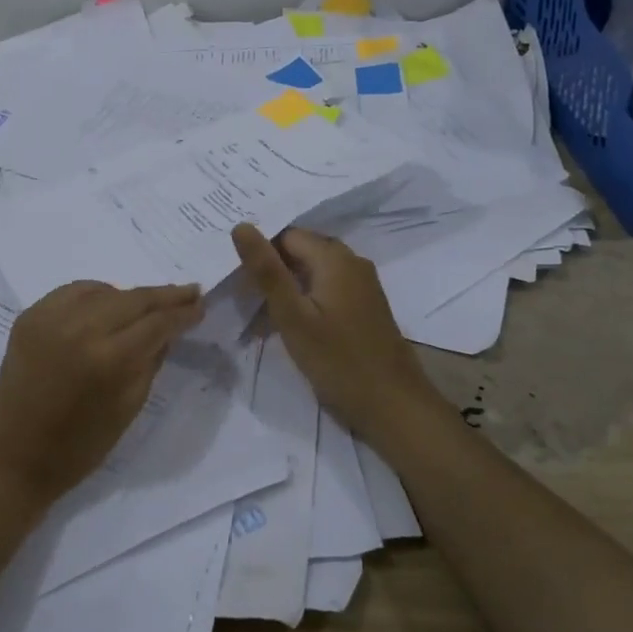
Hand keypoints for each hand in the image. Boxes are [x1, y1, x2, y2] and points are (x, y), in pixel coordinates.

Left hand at [0, 280, 202, 505]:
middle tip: (188, 292)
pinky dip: (95, 294)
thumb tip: (169, 328)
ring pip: (104, 290)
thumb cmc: (81, 444)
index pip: (156, 322)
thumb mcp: (130, 406)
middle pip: (133, 298)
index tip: (199, 305)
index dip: (182, 312)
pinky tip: (106, 304)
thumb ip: (152, 360)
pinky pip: (72, 292)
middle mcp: (79, 328)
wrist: (16, 455)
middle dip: (164, 296)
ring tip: (147, 304)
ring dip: (129, 296)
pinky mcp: (29, 315)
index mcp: (108, 359)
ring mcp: (50, 317)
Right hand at [231, 223, 442, 448]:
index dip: (261, 252)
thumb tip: (241, 225)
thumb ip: (266, 271)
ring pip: (315, 270)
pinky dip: (307, 297)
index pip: (286, 235)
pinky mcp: (366, 305)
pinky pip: (329, 286)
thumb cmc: (338, 361)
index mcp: (334, 257)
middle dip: (273, 267)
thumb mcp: (293, 316)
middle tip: (246, 295)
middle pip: (302, 250)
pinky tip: (292, 322)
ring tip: (263, 311)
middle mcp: (353, 261)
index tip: (239, 278)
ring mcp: (363, 284)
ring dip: (289, 285)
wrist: (394, 406)